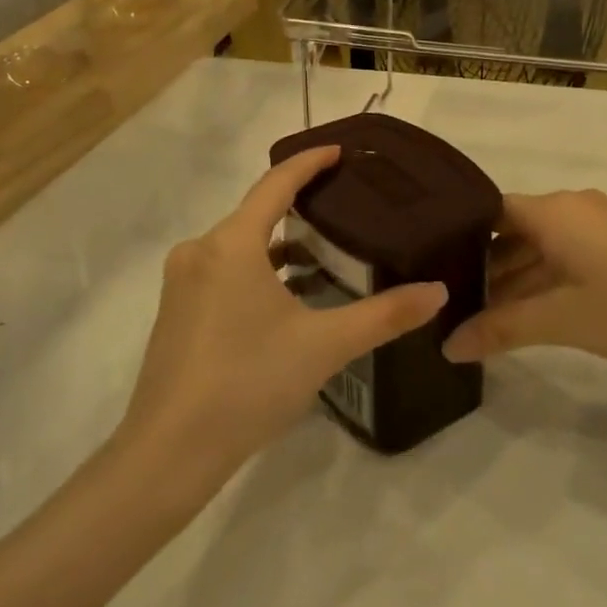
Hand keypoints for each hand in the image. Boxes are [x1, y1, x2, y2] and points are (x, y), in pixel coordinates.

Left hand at [118, 147, 448, 491]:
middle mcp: (200, 251)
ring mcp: (182, 284)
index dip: (310, 162)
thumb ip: (384, 315)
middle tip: (345, 203)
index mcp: (231, 243)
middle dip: (299, 204)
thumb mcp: (324, 346)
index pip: (276, 183)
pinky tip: (286, 298)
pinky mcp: (176, 313)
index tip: (341, 150)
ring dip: (279, 243)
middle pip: (256, 212)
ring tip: (325, 251)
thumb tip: (438, 292)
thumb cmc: (247, 383)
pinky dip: (257, 271)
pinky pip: (223, 271)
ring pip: (239, 245)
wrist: (167, 455)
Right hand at [441, 190, 606, 370]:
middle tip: (448, 300)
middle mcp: (571, 207)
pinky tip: (523, 314)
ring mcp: (596, 226)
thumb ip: (501, 329)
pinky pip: (563, 255)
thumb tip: (447, 346)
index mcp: (553, 211)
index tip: (431, 265)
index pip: (489, 210)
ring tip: (477, 315)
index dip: (459, 235)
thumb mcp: (562, 321)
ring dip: (514, 279)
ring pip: (539, 247)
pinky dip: (541, 280)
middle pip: (512, 230)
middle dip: (484, 266)